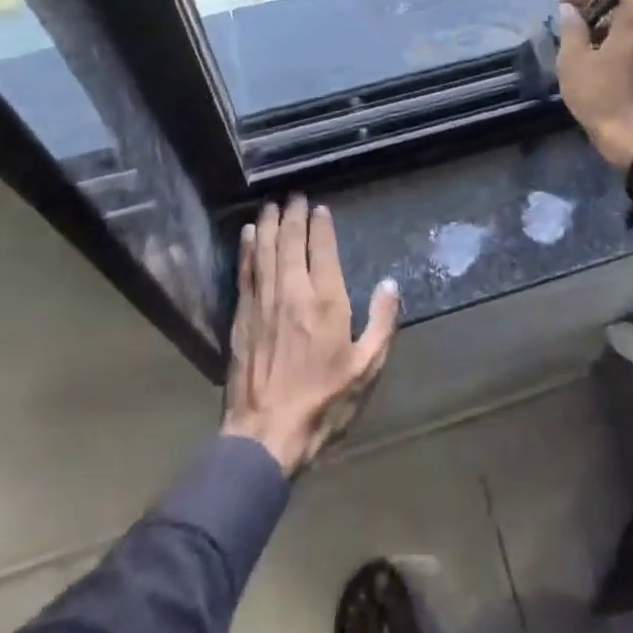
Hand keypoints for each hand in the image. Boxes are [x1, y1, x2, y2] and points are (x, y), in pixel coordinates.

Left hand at [223, 196, 399, 477]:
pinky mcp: (241, 318)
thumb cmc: (324, 403)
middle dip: (292, 215)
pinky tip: (247, 235)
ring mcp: (263, 303)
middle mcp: (292, 293)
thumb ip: (382, 323)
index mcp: (325, 302)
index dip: (320, 225)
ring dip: (267, 225)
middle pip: (289, 242)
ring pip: (264, 251)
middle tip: (293, 195)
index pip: (322, 250)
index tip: (319, 208)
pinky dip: (247, 250)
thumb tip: (391, 285)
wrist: (266, 436)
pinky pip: (245, 273)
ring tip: (270, 205)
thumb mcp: (367, 369)